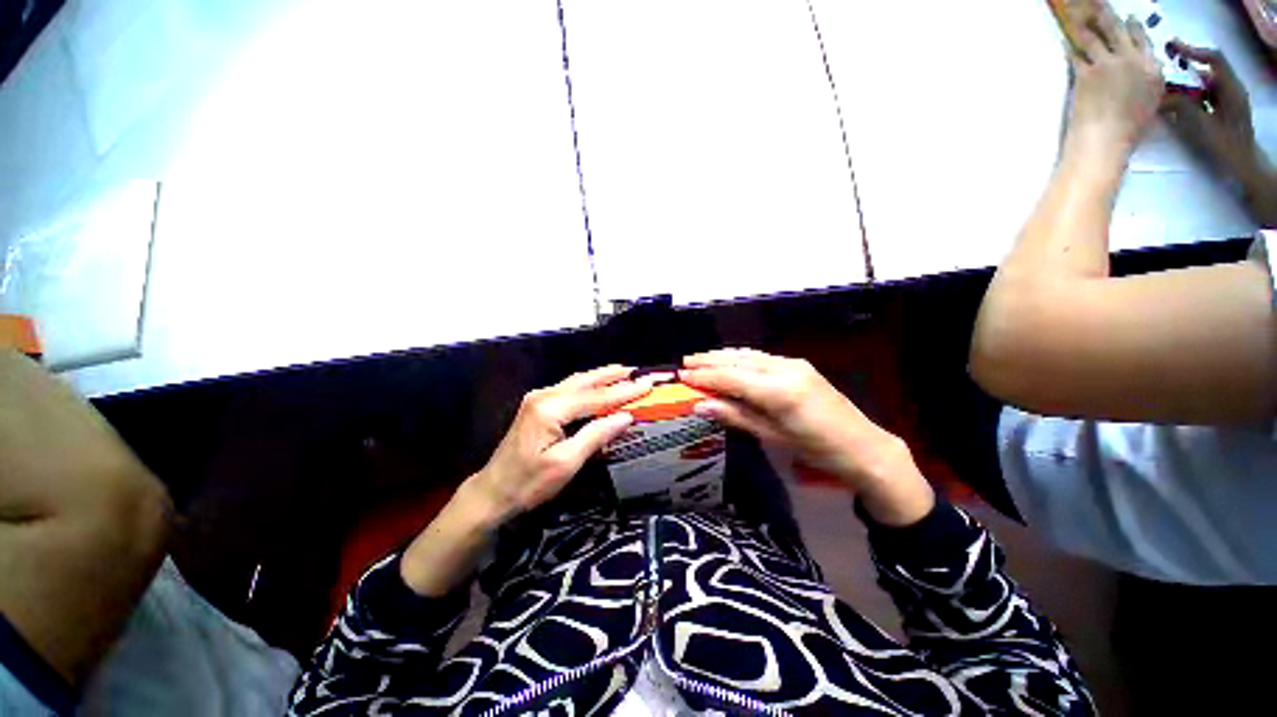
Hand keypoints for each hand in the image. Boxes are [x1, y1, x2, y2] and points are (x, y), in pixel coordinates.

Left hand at [401, 366, 649, 595]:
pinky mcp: (537, 404)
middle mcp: (544, 395)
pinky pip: (569, 388)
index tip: (648, 383)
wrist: (492, 491)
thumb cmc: (529, 483)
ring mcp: (539, 398)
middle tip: (638, 371)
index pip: (596, 397)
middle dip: (613, 376)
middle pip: (586, 381)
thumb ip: (595, 435)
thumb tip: (625, 417)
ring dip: (601, 377)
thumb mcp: (566, 463)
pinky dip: (589, 385)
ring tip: (623, 372)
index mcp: (550, 408)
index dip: (624, 391)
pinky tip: (599, 384)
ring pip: (577, 381)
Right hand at [679, 350, 931, 523]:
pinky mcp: (799, 365)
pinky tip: (730, 359)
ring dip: (723, 355)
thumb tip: (700, 405)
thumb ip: (735, 415)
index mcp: (779, 391)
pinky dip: (741, 357)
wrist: (863, 447)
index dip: (705, 376)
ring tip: (700, 359)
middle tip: (685, 362)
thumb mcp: (771, 437)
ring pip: (749, 354)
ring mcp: (794, 364)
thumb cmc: (815, 450)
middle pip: (738, 360)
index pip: (731, 377)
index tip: (682, 376)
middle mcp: (785, 369)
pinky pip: (762, 357)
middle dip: (710, 360)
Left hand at [1065, 4, 1163, 157]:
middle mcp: (1133, 60)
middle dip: (1107, 14)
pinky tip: (1066, 43)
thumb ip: (1149, 82)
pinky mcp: (1087, 73)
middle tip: (1097, 3)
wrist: (1107, 139)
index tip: (1128, 17)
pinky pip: (1077, 55)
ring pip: (1094, 36)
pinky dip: (1071, 48)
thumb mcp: (1151, 102)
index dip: (1133, 26)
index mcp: (1152, 68)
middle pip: (1118, 29)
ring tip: (1076, 16)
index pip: (1143, 38)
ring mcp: (1108, 65)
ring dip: (1084, 25)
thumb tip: (1147, 70)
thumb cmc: (1130, 128)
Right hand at [1162, 42, 1268, 187]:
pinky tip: (1178, 102)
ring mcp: (1229, 101)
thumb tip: (1160, 94)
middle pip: (1207, 69)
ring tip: (1166, 87)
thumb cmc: (1224, 147)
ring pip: (1205, 83)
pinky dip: (1191, 94)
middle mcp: (1232, 89)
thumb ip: (1182, 105)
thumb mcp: (1202, 125)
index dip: (1193, 51)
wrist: (1243, 168)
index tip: (1172, 49)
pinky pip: (1205, 96)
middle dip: (1187, 67)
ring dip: (1187, 82)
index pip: (1213, 59)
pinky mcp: (1223, 111)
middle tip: (1165, 68)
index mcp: (1231, 87)